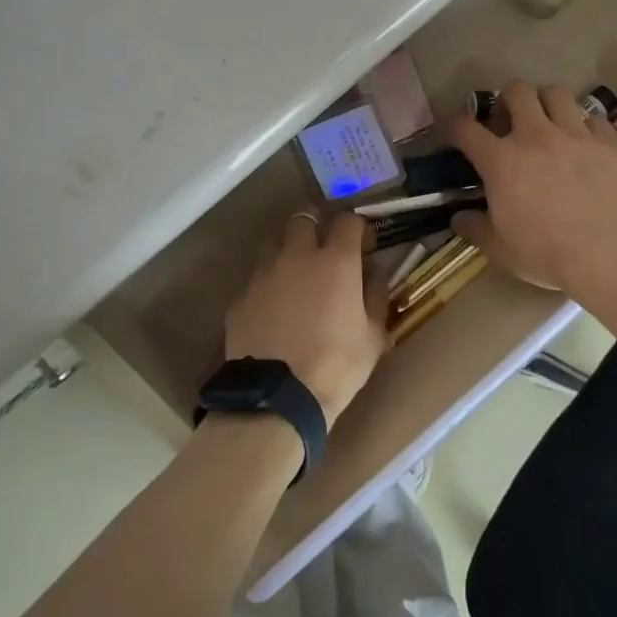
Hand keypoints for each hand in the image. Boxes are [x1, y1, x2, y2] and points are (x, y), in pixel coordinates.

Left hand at [225, 211, 390, 424]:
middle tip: (324, 249)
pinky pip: (256, 279)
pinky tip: (273, 310)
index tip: (362, 244)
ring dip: (287, 251)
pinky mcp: (240, 297)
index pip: (347, 220)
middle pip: (303, 218)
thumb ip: (376, 294)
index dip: (356, 228)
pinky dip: (267, 286)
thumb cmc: (337, 366)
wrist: (277, 398)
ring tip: (295, 277)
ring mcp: (263, 274)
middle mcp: (297, 256)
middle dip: (315, 226)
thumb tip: (374, 271)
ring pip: (274, 244)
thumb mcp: (373, 335)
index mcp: (335, 261)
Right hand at [450, 80, 616, 294]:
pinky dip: (586, 127)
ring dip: (547, 104)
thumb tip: (459, 218)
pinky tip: (586, 145)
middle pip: (517, 90)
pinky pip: (595, 119)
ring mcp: (576, 135)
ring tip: (549, 123)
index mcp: (501, 160)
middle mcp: (535, 136)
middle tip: (511, 122)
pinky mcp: (610, 143)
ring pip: (557, 93)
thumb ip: (474, 228)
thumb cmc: (547, 253)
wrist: (611, 254)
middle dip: (508, 99)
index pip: (465, 127)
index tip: (457, 136)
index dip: (455, 127)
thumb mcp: (499, 249)